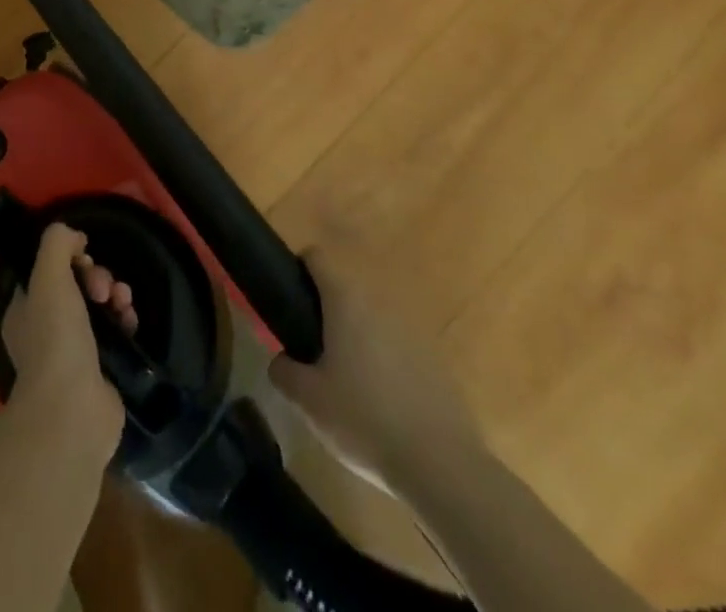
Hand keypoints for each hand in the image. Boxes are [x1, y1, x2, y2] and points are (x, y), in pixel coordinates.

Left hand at [1, 224, 132, 454]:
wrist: (73, 410)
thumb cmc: (54, 338)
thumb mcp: (48, 277)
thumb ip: (56, 243)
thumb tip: (74, 236)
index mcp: (25, 310)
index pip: (48, 271)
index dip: (69, 258)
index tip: (83, 258)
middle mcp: (45, 330)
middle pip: (76, 286)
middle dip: (96, 277)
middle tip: (103, 287)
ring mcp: (73, 353)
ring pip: (98, 307)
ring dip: (114, 294)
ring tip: (121, 301)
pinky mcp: (101, 371)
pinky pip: (115, 333)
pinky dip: (124, 320)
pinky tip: (129, 319)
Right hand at [267, 246, 486, 497]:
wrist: (443, 467)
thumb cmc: (364, 419)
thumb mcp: (308, 400)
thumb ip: (284, 371)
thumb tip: (281, 360)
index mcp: (346, 299)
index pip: (316, 257)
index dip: (296, 271)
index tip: (287, 302)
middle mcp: (380, 302)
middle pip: (345, 290)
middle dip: (326, 313)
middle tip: (311, 351)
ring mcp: (413, 330)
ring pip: (372, 320)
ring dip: (356, 338)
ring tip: (346, 381)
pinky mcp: (436, 361)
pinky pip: (398, 348)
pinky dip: (384, 363)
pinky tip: (381, 404)